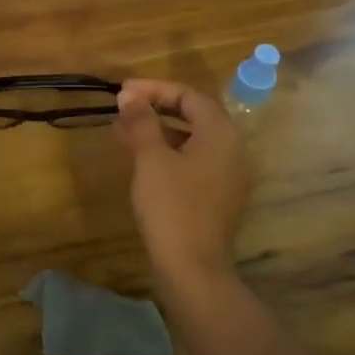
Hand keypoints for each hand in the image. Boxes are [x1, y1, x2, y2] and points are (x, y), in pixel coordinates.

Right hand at [113, 78, 249, 284]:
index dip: (154, 89)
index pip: (189, 96)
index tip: (123, 90)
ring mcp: (228, 174)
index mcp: (221, 134)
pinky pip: (194, 160)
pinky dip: (168, 151)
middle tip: (123, 107)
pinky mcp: (218, 195)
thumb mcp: (151, 158)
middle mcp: (232, 149)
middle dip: (156, 107)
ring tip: (124, 130)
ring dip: (159, 130)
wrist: (192, 265)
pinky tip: (141, 157)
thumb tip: (129, 96)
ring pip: (192, 139)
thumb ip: (142, 122)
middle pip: (194, 115)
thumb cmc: (171, 205)